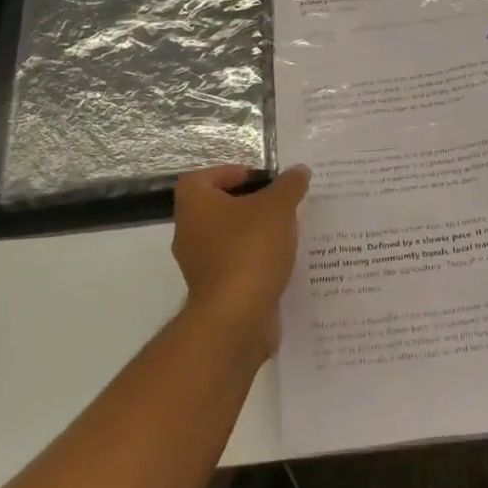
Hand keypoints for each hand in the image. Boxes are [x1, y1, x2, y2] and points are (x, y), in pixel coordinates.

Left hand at [171, 165, 310, 354]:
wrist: (237, 317)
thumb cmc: (250, 249)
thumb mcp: (277, 208)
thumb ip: (289, 185)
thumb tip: (298, 170)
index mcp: (194, 204)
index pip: (203, 177)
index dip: (231, 173)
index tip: (262, 179)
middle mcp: (189, 232)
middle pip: (217, 207)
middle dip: (249, 203)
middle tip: (280, 203)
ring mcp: (199, 264)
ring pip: (228, 238)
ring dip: (254, 233)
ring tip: (288, 231)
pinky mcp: (215, 290)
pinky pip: (236, 265)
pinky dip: (256, 261)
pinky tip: (284, 261)